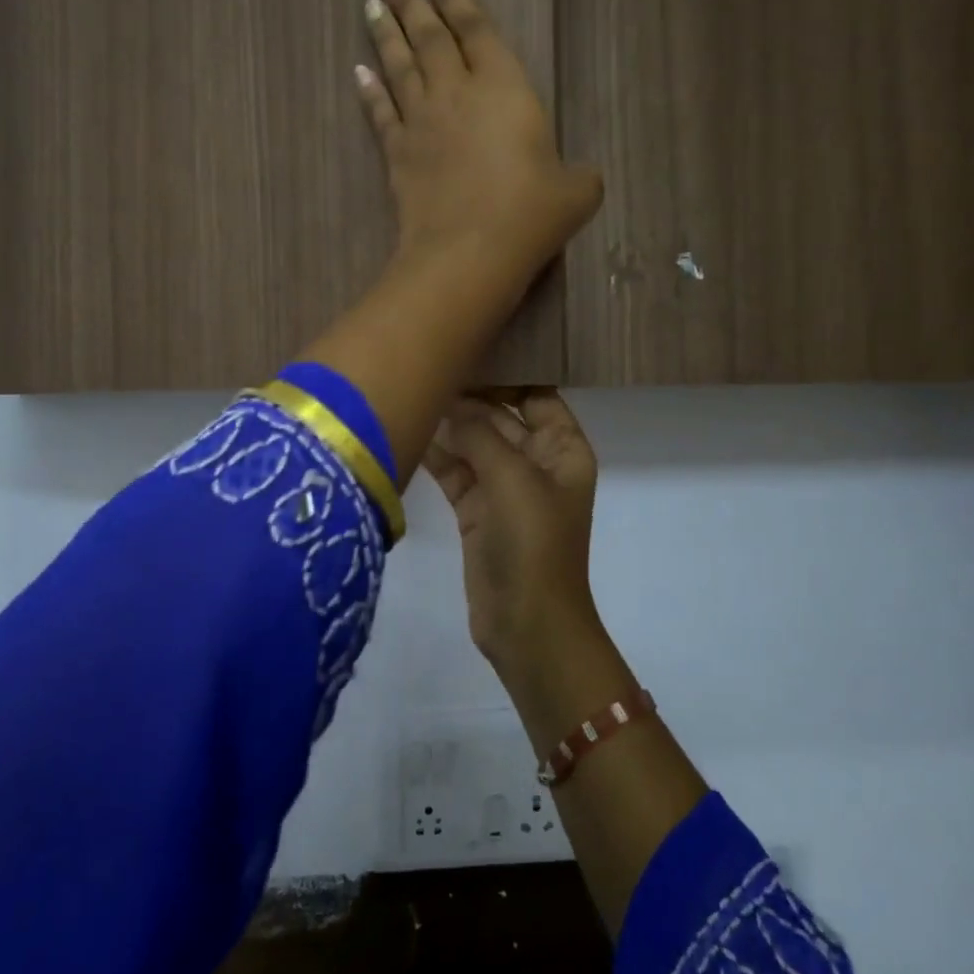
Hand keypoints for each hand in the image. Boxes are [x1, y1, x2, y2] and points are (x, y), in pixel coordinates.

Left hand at [356, 0, 601, 284]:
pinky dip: (370, 92)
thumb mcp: (576, 193)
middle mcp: (457, 93)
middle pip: (430, 38)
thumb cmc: (529, 214)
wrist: (469, 251)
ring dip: (386, 34)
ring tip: (372, 6)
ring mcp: (422, 123)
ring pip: (400, 67)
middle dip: (412, 3)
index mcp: (504, 87)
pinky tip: (359, 73)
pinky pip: (381, 114)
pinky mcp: (398, 155)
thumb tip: (579, 179)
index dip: (460, 1)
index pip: (477, 30)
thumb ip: (579, 177)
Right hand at [423, 390, 603, 668]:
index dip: (506, 374)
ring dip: (449, 425)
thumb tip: (450, 403)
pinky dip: (438, 456)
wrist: (527, 624)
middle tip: (425, 368)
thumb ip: (480, 434)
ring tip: (410, 393)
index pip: (536, 395)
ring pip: (475, 444)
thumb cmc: (534, 544)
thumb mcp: (513, 479)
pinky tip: (409, 432)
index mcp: (563, 449)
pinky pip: (457, 472)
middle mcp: (536, 462)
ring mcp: (505, 488)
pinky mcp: (477, 511)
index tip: (466, 349)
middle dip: (468, 398)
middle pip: (501, 416)